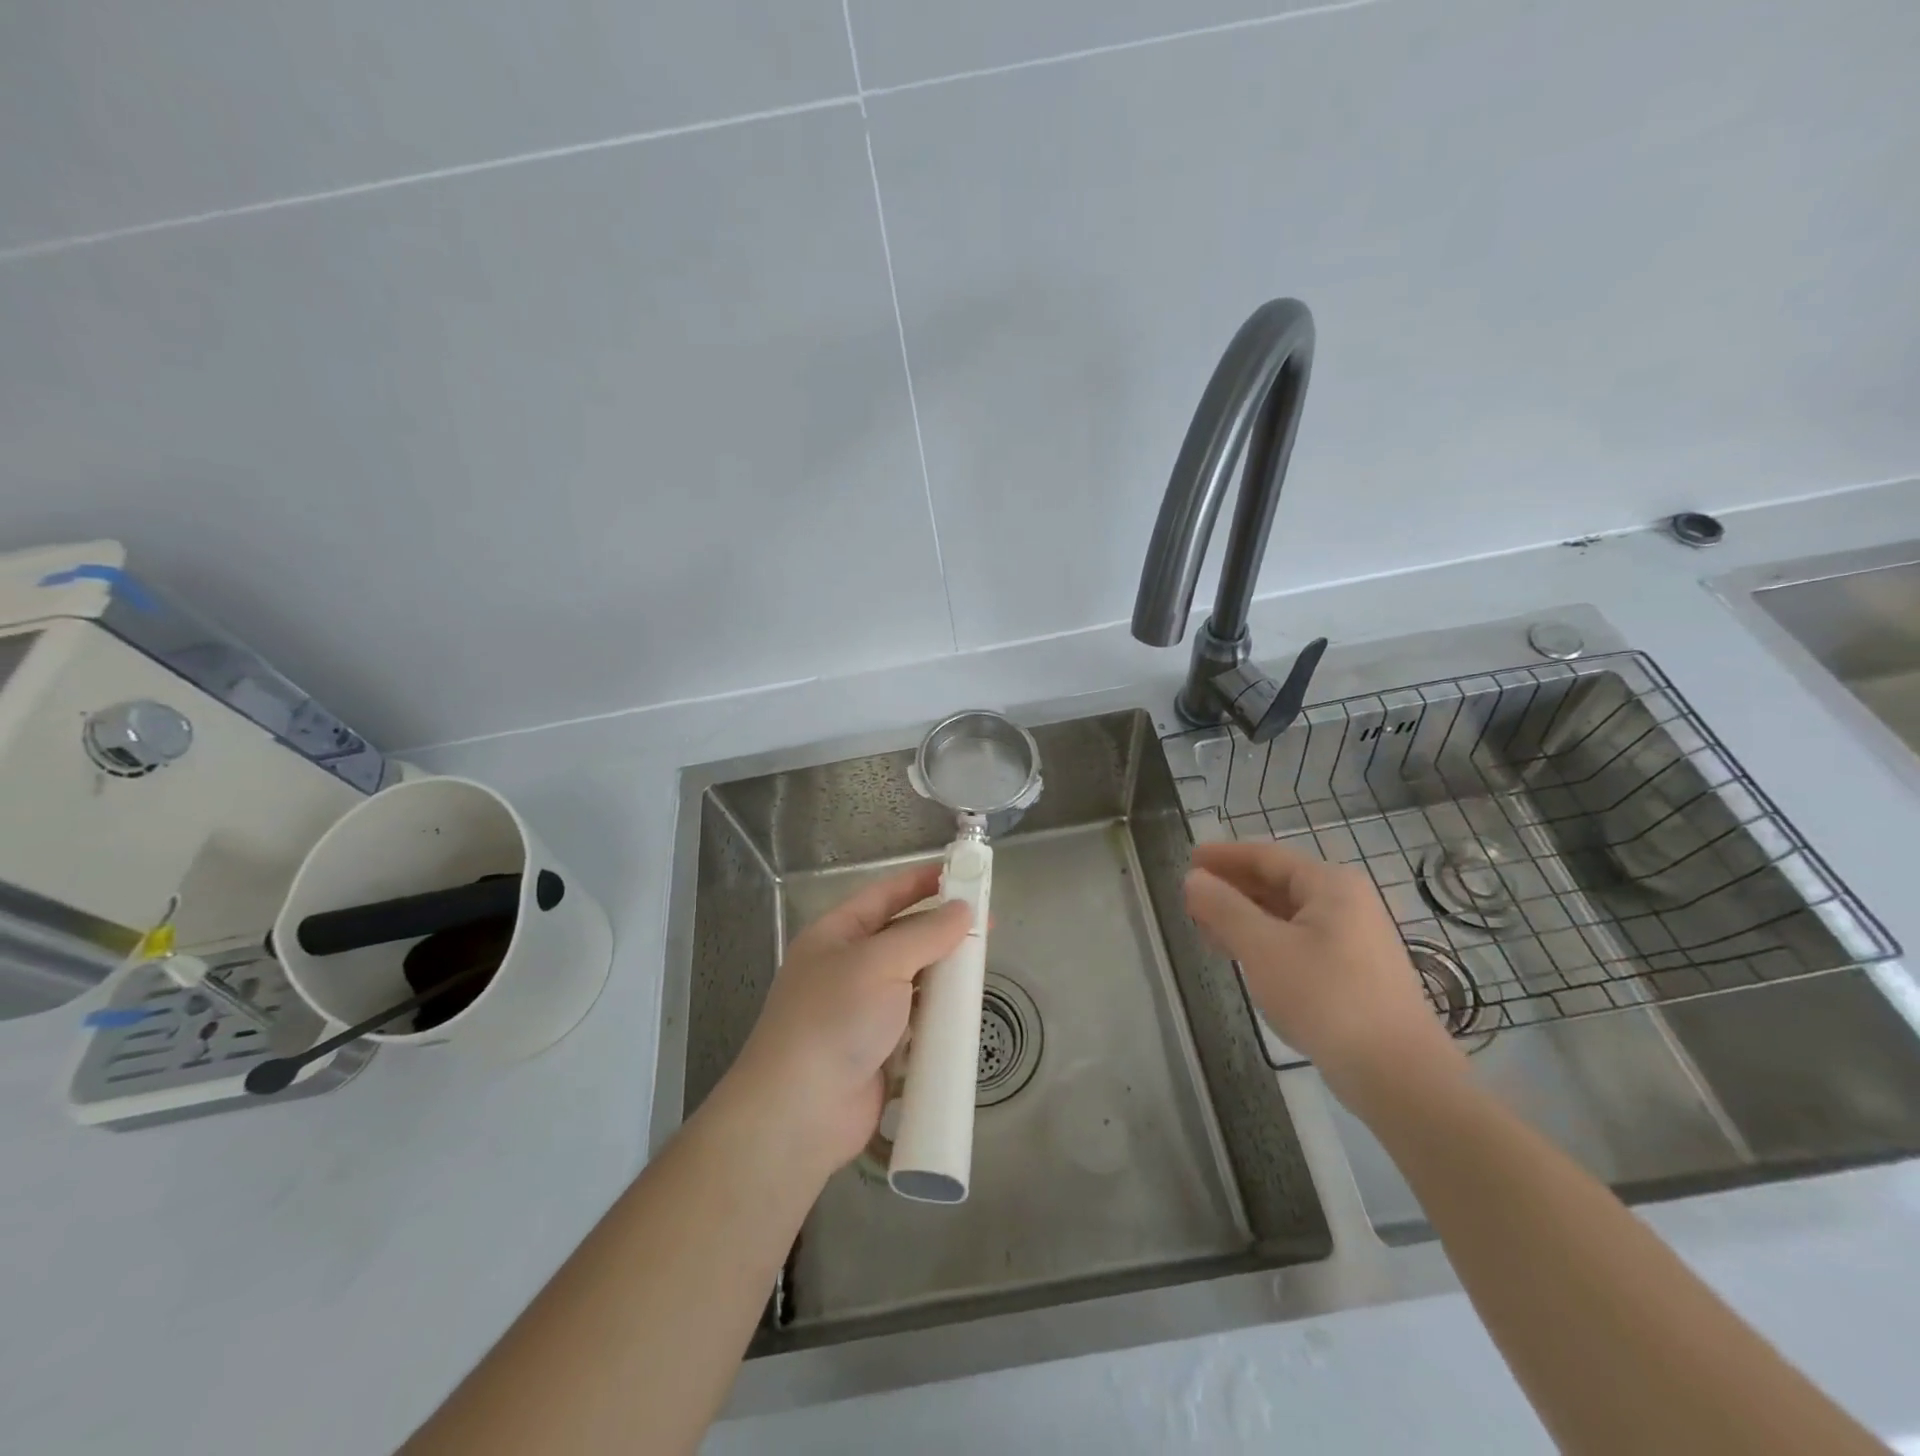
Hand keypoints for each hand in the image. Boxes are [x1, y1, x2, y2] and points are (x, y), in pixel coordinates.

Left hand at [726, 864, 970, 1174]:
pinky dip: (938, 1014)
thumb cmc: (835, 1019)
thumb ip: (925, 934)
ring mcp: (862, 1010)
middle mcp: (848, 967)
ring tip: (981, 967)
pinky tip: (965, 1012)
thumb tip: (962, 909)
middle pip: (902, 938)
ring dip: (943, 974)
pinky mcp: (879, 1049)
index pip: (884, 895)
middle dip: (941, 931)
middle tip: (986, 925)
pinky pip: (916, 1020)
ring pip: (912, 980)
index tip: (962, 873)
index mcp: (836, 935)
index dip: (920, 881)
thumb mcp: (879, 963)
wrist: (800, 1112)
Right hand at [1184, 840, 1466, 1102]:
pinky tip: (1244, 959)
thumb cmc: (1326, 997)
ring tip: (1207, 931)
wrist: (1397, 1074)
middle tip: (1191, 900)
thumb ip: (1224, 908)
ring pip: (1287, 915)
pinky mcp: (1353, 973)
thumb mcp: (1263, 948)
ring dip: (1245, 918)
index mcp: (1330, 885)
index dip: (1224, 857)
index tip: (1189, 860)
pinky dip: (1265, 942)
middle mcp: (1346, 903)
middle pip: (1278, 883)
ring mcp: (1354, 939)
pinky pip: (1299, 941)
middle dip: (1232, 889)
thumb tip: (1193, 878)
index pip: (1266, 856)